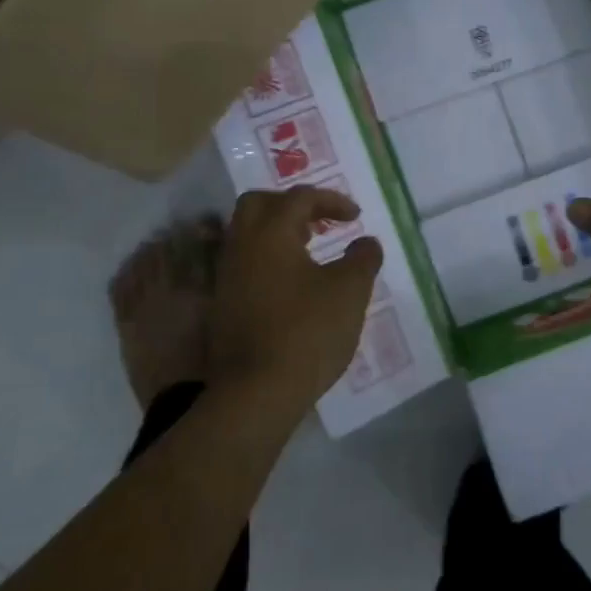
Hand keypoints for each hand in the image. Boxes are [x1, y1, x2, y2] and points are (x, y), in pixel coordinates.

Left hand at [207, 186, 383, 417]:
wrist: (254, 393)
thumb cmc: (306, 332)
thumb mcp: (349, 291)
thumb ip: (362, 259)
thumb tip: (367, 243)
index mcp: (270, 233)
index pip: (300, 198)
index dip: (331, 200)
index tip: (355, 216)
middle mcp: (242, 246)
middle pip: (259, 204)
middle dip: (292, 206)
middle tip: (319, 222)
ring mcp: (227, 276)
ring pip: (248, 235)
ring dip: (278, 232)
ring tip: (309, 250)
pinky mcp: (223, 304)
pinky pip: (244, 262)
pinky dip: (268, 258)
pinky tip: (291, 284)